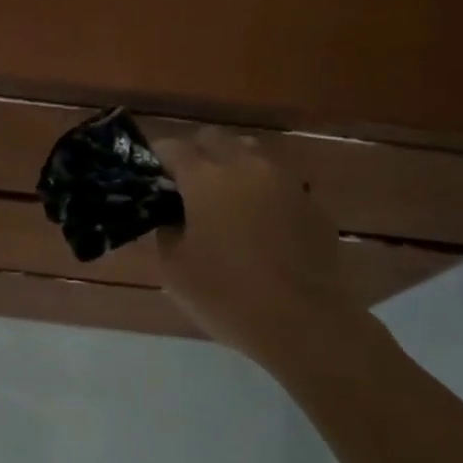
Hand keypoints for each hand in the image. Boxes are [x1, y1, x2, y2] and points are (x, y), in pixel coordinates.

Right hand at [150, 128, 364, 365]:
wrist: (305, 323)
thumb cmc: (228, 296)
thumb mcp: (174, 269)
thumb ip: (166, 231)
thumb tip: (173, 218)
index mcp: (206, 177)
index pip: (172, 147)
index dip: (158, 159)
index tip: (151, 179)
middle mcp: (245, 165)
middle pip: (213, 139)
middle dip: (196, 154)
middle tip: (186, 188)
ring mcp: (284, 180)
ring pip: (250, 152)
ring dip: (232, 165)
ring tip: (225, 199)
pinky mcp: (311, 202)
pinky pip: (277, 181)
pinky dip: (262, 191)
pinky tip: (259, 224)